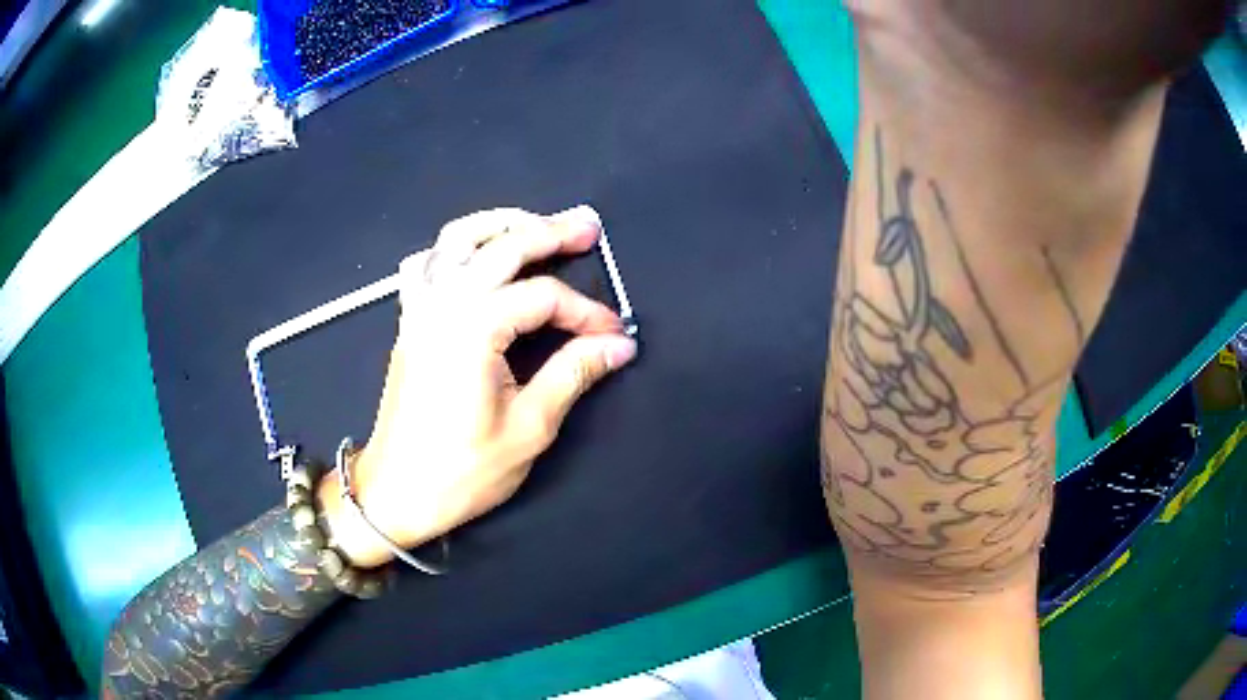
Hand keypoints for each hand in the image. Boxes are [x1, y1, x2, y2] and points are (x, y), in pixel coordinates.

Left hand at [318, 206, 637, 567]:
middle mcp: (443, 303)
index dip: (586, 311)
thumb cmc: (462, 470)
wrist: (396, 491)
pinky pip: (424, 264)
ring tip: (534, 225)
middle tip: (588, 227)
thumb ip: (573, 374)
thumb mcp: (529, 428)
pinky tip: (471, 258)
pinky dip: (451, 250)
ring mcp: (420, 307)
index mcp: (474, 328)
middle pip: (502, 246)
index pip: (544, 297)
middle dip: (550, 232)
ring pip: (456, 239)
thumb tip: (617, 345)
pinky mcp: (409, 320)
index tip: (613, 334)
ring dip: (498, 225)